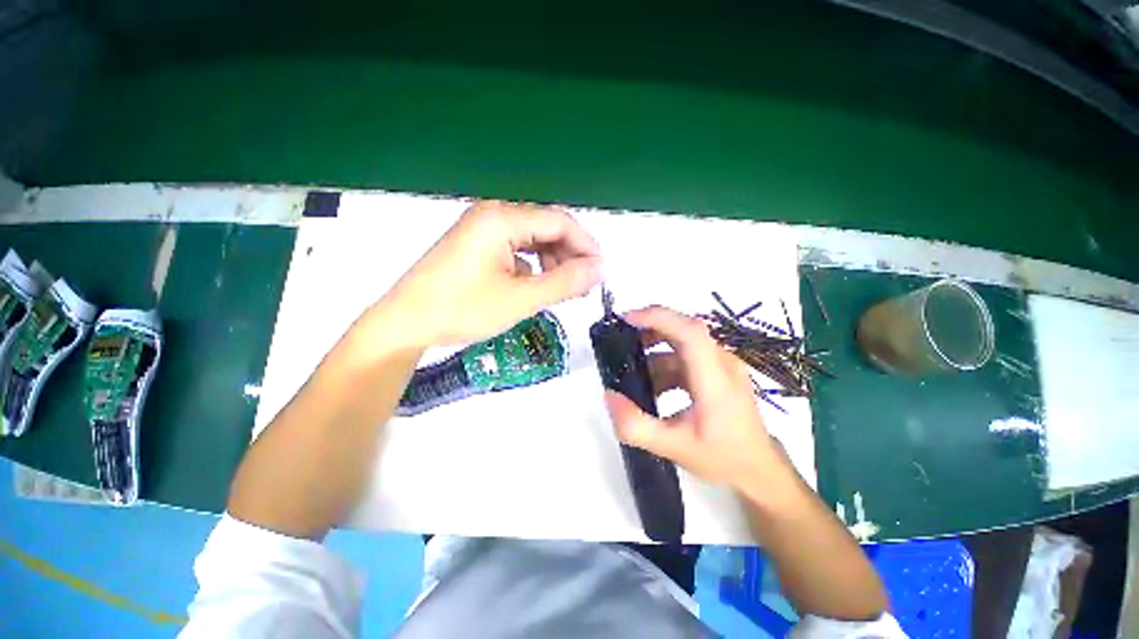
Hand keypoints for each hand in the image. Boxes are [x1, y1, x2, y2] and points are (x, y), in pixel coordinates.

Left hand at [381, 201, 602, 347]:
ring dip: (553, 262)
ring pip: (532, 239)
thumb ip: (565, 282)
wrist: (406, 323)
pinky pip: (516, 249)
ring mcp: (482, 229)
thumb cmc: (462, 309)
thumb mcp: (521, 299)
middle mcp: (493, 215)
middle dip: (570, 256)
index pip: (560, 222)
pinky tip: (536, 286)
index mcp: (502, 219)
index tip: (601, 272)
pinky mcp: (477, 245)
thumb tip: (601, 269)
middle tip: (584, 286)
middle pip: (546, 228)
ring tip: (563, 289)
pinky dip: (533, 266)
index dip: (586, 246)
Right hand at [603, 306, 788, 490]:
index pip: (690, 333)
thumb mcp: (673, 448)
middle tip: (621, 337)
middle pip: (685, 329)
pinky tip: (652, 384)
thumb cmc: (722, 458)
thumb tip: (609, 395)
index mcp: (716, 380)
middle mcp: (723, 363)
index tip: (627, 319)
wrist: (759, 469)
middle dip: (650, 327)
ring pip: (684, 341)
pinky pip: (688, 355)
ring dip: (655, 347)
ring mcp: (723, 365)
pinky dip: (665, 362)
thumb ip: (636, 426)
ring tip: (631, 366)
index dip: (658, 318)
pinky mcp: (720, 370)